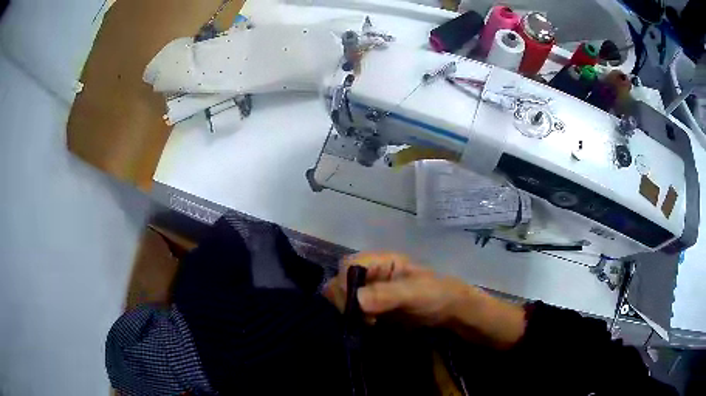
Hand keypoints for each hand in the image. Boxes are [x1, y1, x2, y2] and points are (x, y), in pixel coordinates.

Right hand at [323, 251, 526, 348]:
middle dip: (346, 301)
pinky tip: (371, 326)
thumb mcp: (415, 292)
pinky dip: (356, 320)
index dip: (344, 283)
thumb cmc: (438, 294)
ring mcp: (370, 291)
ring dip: (350, 312)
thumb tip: (357, 301)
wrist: (452, 312)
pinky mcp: (372, 308)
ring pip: (343, 298)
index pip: (347, 265)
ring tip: (370, 323)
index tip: (354, 306)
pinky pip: (353, 312)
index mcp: (381, 260)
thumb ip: (387, 294)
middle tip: (365, 318)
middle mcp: (371, 273)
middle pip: (340, 282)